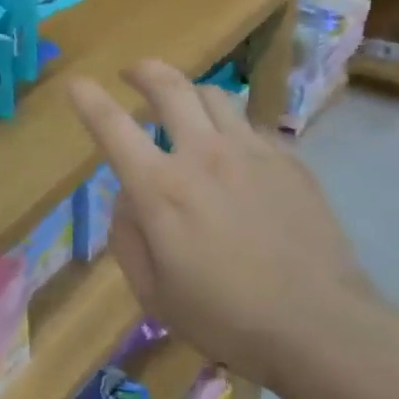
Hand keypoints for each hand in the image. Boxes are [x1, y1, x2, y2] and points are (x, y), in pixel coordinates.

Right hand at [66, 60, 369, 394]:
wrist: (321, 327)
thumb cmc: (227, 318)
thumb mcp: (153, 293)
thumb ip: (128, 237)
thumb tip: (128, 198)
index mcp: (162, 188)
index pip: (113, 126)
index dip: (88, 100)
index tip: (77, 83)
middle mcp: (204, 155)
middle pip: (169, 87)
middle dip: (144, 71)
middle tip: (132, 73)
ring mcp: (252, 152)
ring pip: (215, 96)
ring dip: (189, 94)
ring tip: (185, 110)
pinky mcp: (289, 161)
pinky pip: (251, 126)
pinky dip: (231, 129)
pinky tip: (234, 156)